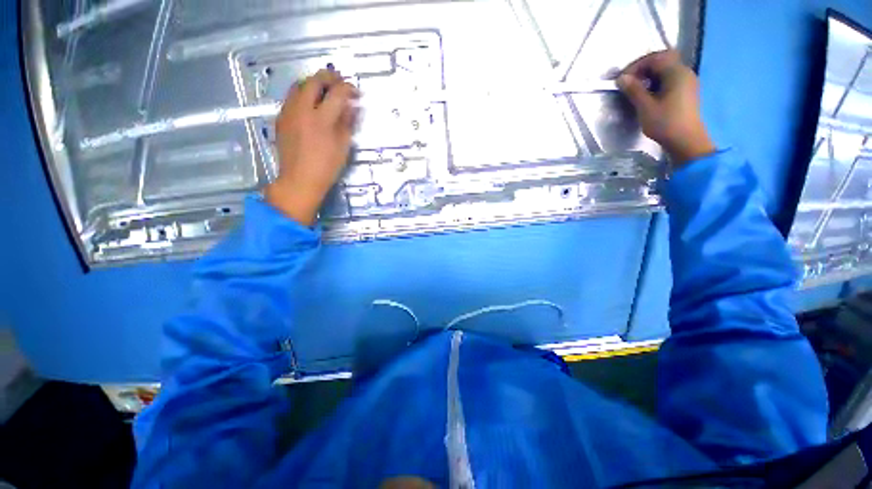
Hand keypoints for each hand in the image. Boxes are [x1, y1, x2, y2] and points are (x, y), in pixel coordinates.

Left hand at [265, 69, 358, 225]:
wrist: (300, 180)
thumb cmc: (326, 167)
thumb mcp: (343, 147)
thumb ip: (347, 123)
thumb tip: (351, 106)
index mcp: (322, 120)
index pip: (337, 93)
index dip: (348, 88)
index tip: (355, 92)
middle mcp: (303, 110)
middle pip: (314, 81)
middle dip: (329, 77)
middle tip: (339, 81)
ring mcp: (289, 112)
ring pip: (299, 85)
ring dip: (314, 82)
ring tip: (324, 88)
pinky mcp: (281, 118)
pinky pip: (291, 97)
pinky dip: (303, 93)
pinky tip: (310, 103)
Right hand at [617, 50, 714, 166]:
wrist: (686, 141)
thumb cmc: (665, 123)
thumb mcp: (646, 107)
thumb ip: (634, 90)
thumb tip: (621, 78)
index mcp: (677, 73)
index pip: (656, 57)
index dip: (637, 65)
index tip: (623, 78)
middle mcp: (684, 73)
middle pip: (663, 60)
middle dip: (643, 68)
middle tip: (629, 81)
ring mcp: (687, 82)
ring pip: (666, 70)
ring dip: (649, 75)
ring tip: (635, 89)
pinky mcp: (686, 91)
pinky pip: (670, 79)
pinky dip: (656, 82)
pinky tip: (648, 94)